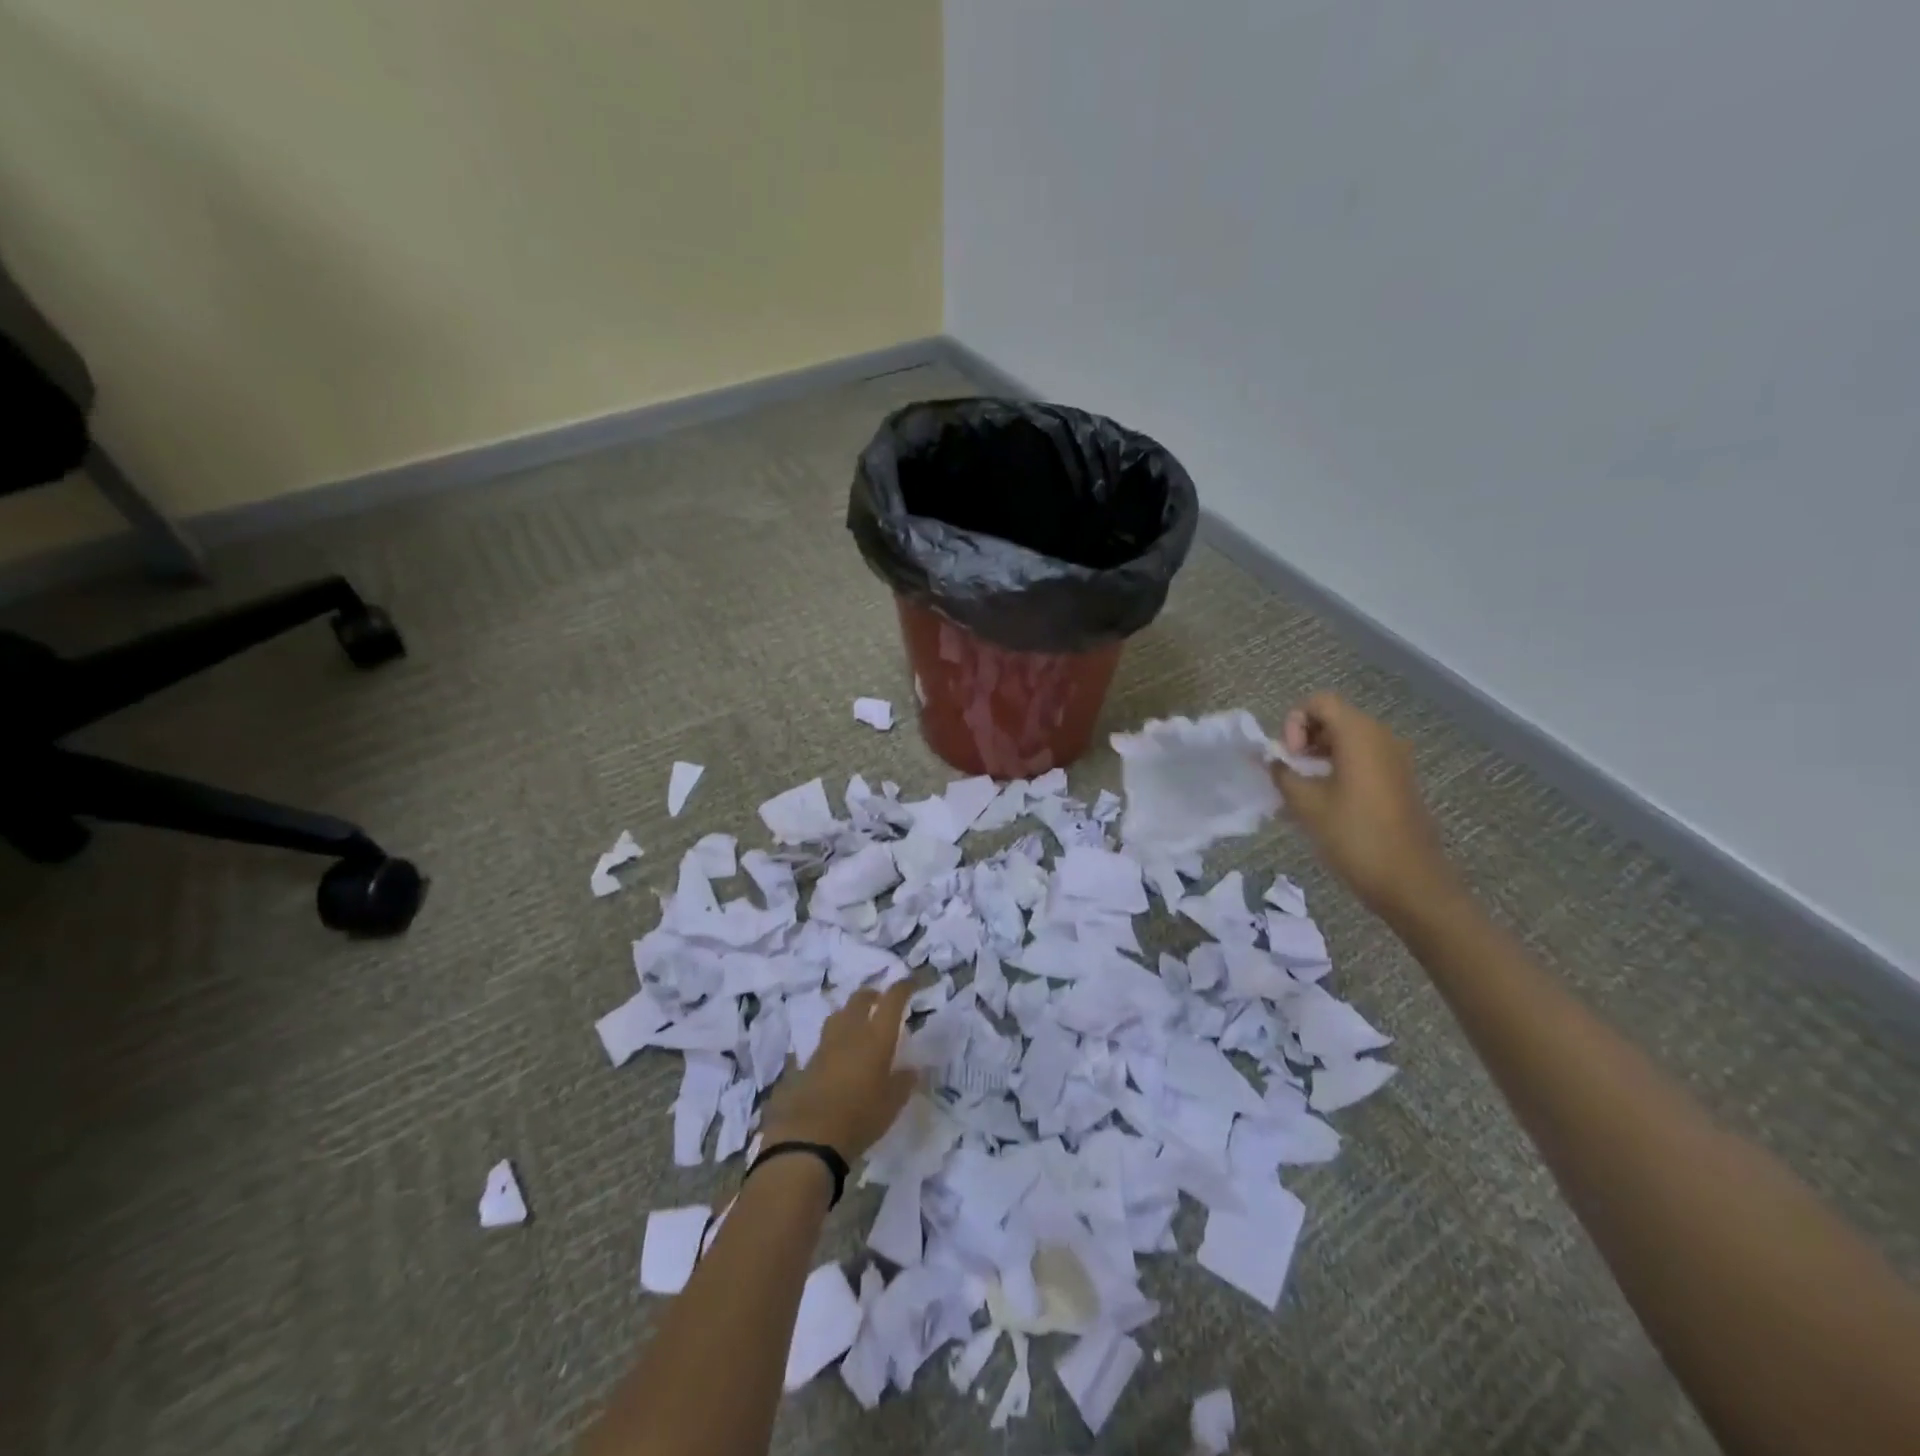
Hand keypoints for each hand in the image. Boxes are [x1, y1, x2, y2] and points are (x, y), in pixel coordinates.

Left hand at [760, 982, 917, 1160]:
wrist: (809, 1137)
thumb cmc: (860, 1118)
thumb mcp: (892, 1105)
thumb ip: (903, 1083)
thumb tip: (912, 1070)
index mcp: (876, 1037)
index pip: (892, 1000)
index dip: (903, 987)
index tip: (912, 983)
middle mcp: (850, 1033)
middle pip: (859, 999)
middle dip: (873, 994)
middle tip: (881, 1000)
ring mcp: (825, 1045)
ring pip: (838, 1015)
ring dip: (850, 1012)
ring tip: (858, 1023)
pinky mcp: (807, 1062)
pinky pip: (824, 1040)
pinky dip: (835, 1039)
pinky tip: (838, 1054)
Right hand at [1273, 693, 1458, 919]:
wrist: (1409, 881)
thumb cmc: (1354, 836)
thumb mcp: (1306, 804)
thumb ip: (1282, 773)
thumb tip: (1273, 760)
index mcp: (1360, 735)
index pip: (1319, 702)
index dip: (1294, 722)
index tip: (1290, 757)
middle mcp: (1381, 737)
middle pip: (1334, 718)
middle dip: (1304, 739)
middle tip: (1290, 772)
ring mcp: (1395, 759)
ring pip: (1347, 740)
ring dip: (1319, 756)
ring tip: (1302, 789)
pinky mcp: (1399, 781)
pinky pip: (1362, 759)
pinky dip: (1338, 769)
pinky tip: (1325, 801)